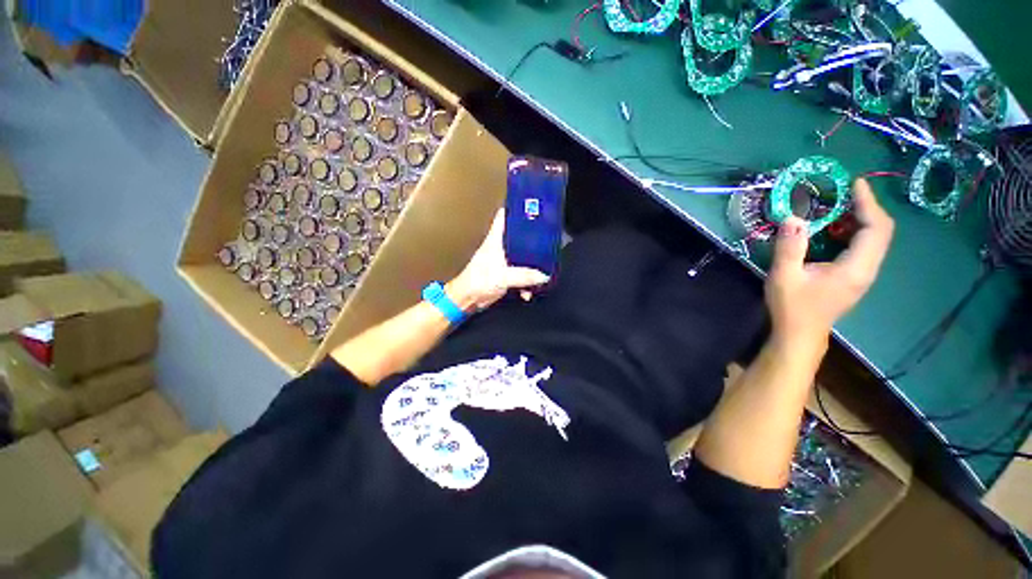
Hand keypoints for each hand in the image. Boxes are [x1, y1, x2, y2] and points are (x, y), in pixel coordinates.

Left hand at [445, 209, 549, 311]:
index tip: (531, 206)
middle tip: (548, 236)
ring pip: (522, 255)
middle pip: (518, 235)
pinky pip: (521, 274)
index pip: (504, 216)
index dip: (516, 209)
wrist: (468, 299)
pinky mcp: (505, 274)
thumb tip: (544, 275)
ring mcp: (503, 261)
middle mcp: (500, 247)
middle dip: (532, 237)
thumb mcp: (503, 276)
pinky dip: (526, 282)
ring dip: (532, 264)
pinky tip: (528, 291)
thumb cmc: (478, 281)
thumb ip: (524, 275)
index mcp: (496, 239)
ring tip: (544, 268)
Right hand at [766, 179, 893, 349]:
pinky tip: (833, 229)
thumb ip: (789, 247)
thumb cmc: (792, 307)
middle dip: (866, 207)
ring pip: (874, 239)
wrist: (800, 334)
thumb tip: (793, 217)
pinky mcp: (855, 277)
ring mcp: (863, 274)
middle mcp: (867, 269)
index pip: (875, 228)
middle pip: (881, 231)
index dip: (868, 203)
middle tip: (843, 193)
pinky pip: (864, 247)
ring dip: (860, 218)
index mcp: (855, 267)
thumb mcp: (784, 276)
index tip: (854, 183)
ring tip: (837, 206)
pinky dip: (854, 231)